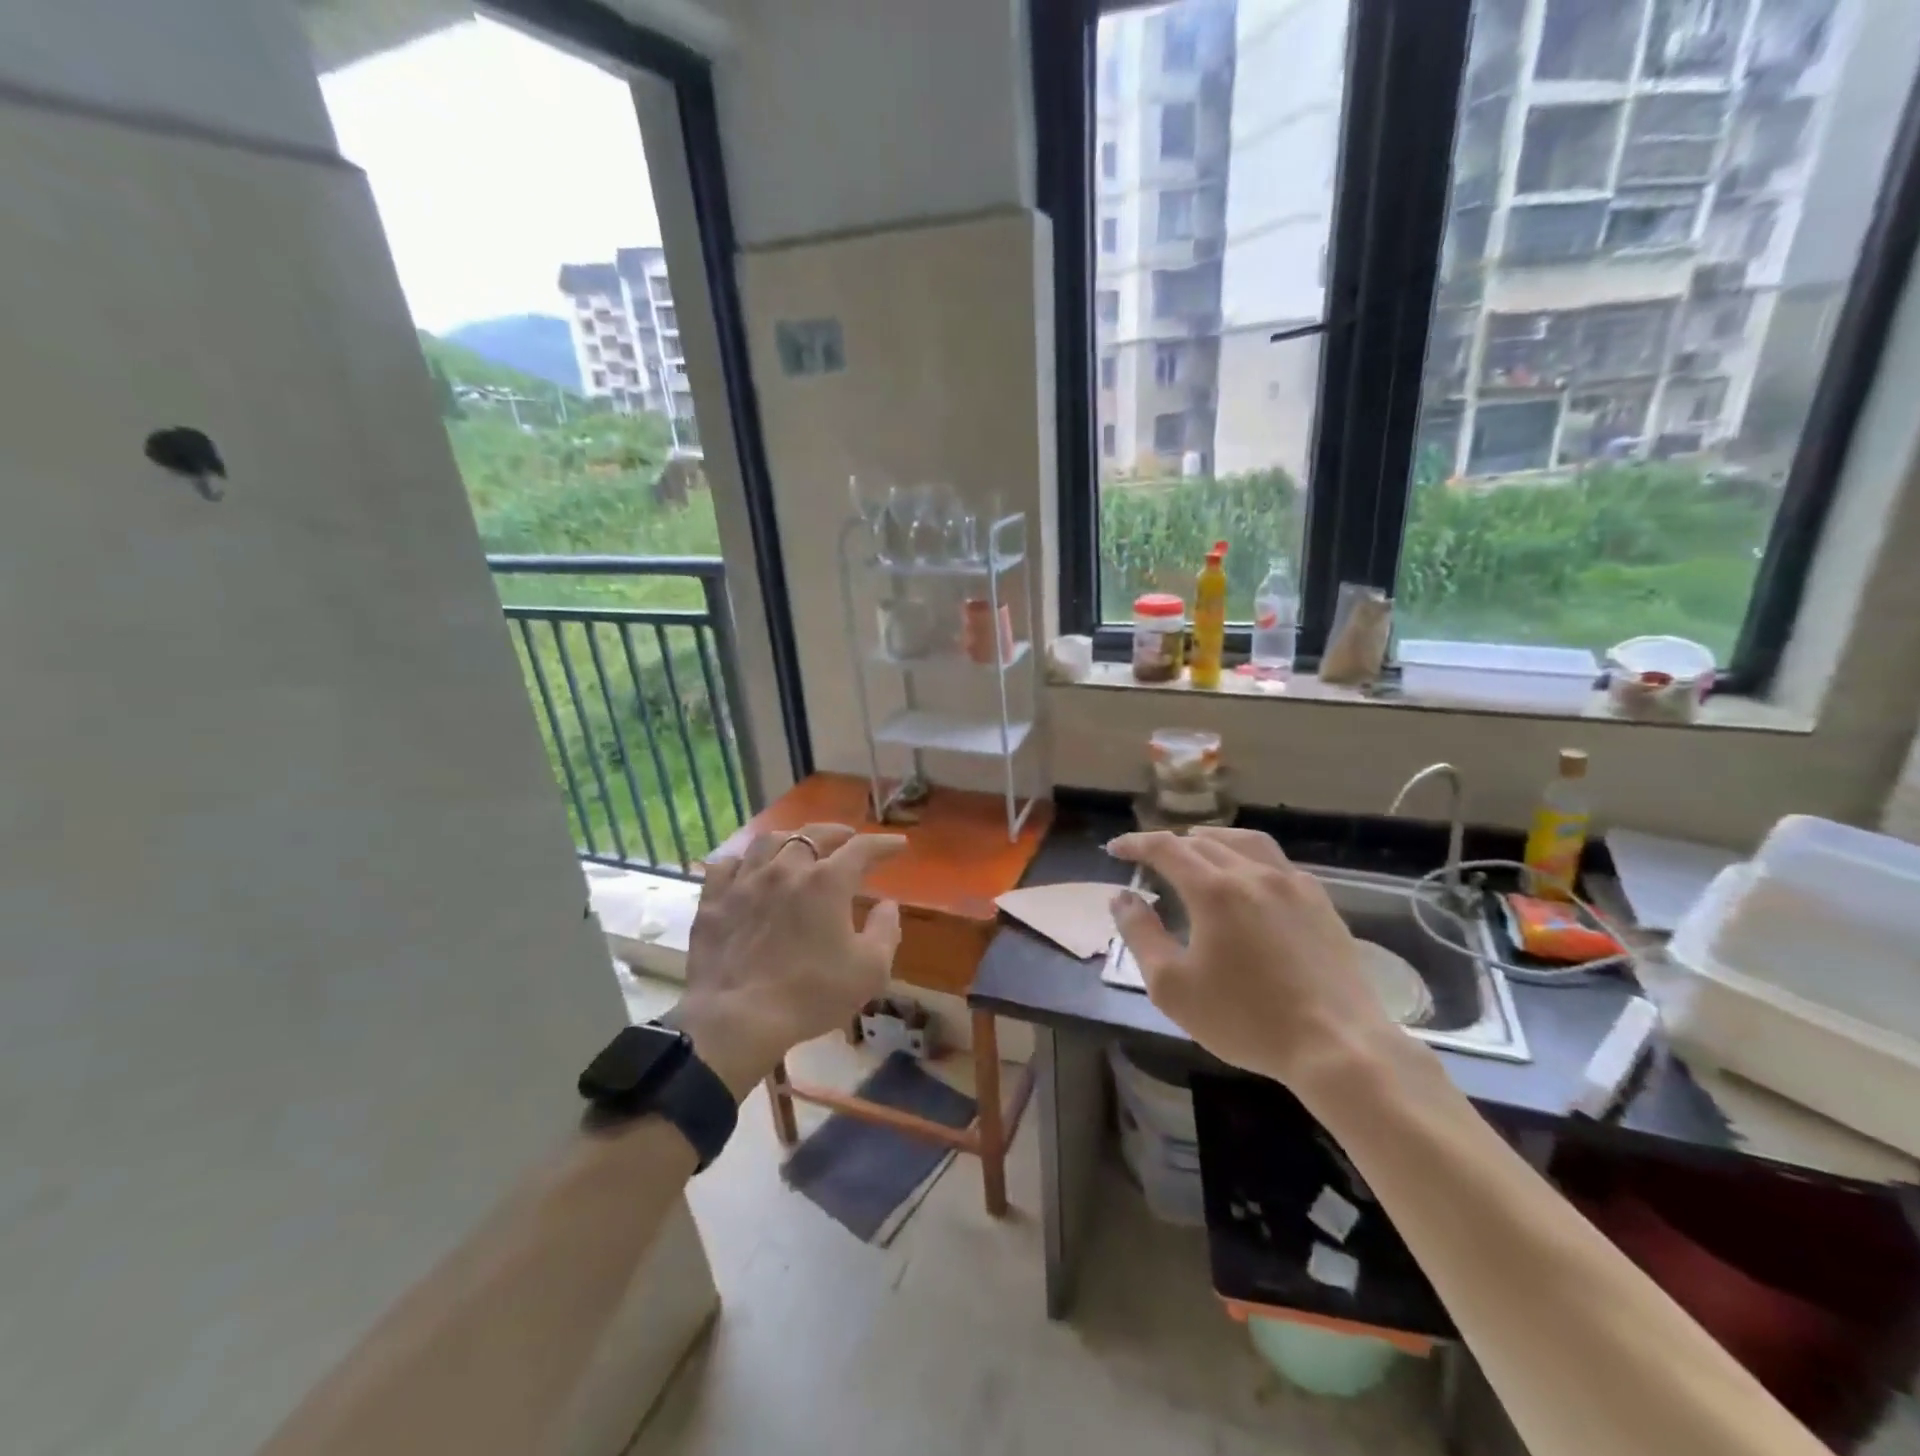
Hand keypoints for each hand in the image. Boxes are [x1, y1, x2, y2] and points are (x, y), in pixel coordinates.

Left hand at [670, 823, 906, 1097]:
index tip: (898, 845)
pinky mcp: (714, 901)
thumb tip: (888, 905)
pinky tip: (748, 869)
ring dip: (790, 838)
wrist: (736, 1019)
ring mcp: (745, 882)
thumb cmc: (811, 995)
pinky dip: (743, 862)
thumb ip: (885, 931)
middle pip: (813, 835)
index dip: (883, 844)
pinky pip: (726, 866)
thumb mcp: (869, 970)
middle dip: (836, 832)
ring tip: (798, 844)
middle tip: (847, 837)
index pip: (862, 849)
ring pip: (768, 842)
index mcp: (827, 882)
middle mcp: (786, 869)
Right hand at [1107, 827, 1397, 1090]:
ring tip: (1196, 853)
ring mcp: (1292, 884)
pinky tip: (1247, 879)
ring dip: (1210, 841)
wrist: (1337, 1046)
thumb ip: (1140, 934)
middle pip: (1202, 841)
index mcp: (1214, 889)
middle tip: (1149, 860)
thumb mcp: (1172, 986)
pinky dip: (1247, 857)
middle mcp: (1253, 873)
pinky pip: (1275, 861)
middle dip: (1169, 844)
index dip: (1135, 844)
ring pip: (1243, 841)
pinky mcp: (1319, 901)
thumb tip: (1123, 897)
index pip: (1165, 847)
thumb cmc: (1245, 1020)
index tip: (1115, 850)